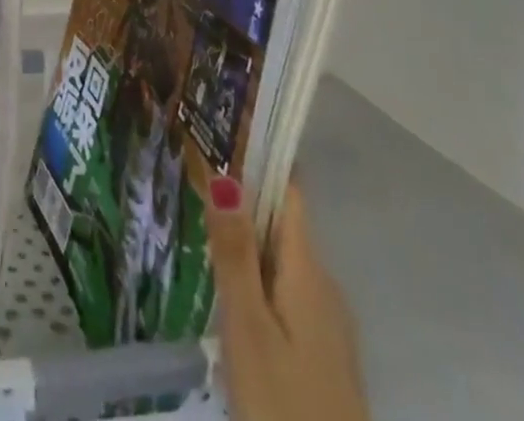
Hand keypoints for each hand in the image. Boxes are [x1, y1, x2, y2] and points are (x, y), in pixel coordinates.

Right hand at [206, 173, 368, 420]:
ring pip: (283, 261)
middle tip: (194, 176)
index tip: (224, 130)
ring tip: (200, 226)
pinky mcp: (323, 355)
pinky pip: (288, 293)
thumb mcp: (248, 328)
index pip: (289, 193)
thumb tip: (226, 174)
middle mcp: (325, 287)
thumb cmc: (284, 404)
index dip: (260, 159)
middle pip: (283, 225)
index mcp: (309, 271)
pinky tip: (230, 290)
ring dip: (248, 241)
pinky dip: (259, 277)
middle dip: (243, 200)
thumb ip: (235, 253)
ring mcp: (329, 324)